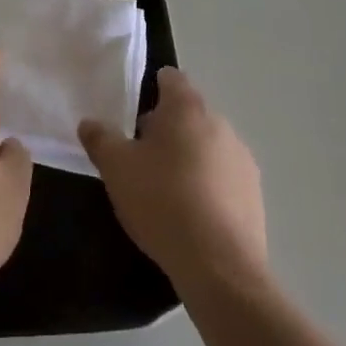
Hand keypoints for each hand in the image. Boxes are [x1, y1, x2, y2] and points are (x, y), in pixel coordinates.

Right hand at [79, 67, 266, 295]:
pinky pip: (225, 177)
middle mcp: (220, 123)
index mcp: (187, 107)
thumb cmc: (162, 201)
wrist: (219, 266)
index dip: (151, 90)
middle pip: (189, 113)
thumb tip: (89, 123)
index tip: (134, 117)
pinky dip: (209, 186)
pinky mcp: (255, 194)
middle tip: (142, 158)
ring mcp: (242, 159)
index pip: (171, 78)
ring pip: (209, 146)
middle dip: (168, 129)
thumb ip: (100, 139)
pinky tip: (193, 216)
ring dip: (190, 158)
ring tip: (167, 191)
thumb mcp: (116, 168)